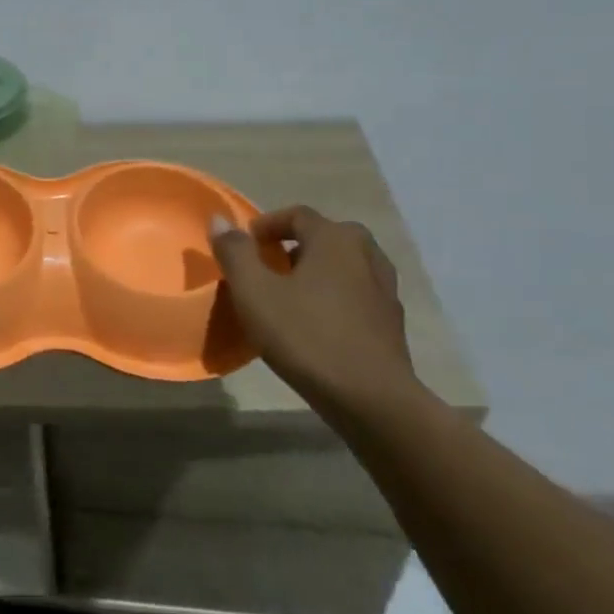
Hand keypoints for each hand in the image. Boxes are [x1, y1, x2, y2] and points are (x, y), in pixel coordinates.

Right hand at [208, 206, 421, 418]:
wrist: (371, 398)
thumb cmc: (306, 336)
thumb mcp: (254, 292)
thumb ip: (234, 252)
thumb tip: (220, 220)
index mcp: (335, 239)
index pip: (297, 214)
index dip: (266, 225)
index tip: (244, 247)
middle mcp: (366, 254)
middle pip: (326, 235)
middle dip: (295, 244)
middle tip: (269, 267)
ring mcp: (385, 289)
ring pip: (346, 265)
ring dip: (318, 270)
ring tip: (292, 294)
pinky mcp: (392, 322)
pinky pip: (358, 293)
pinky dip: (336, 295)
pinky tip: (318, 322)